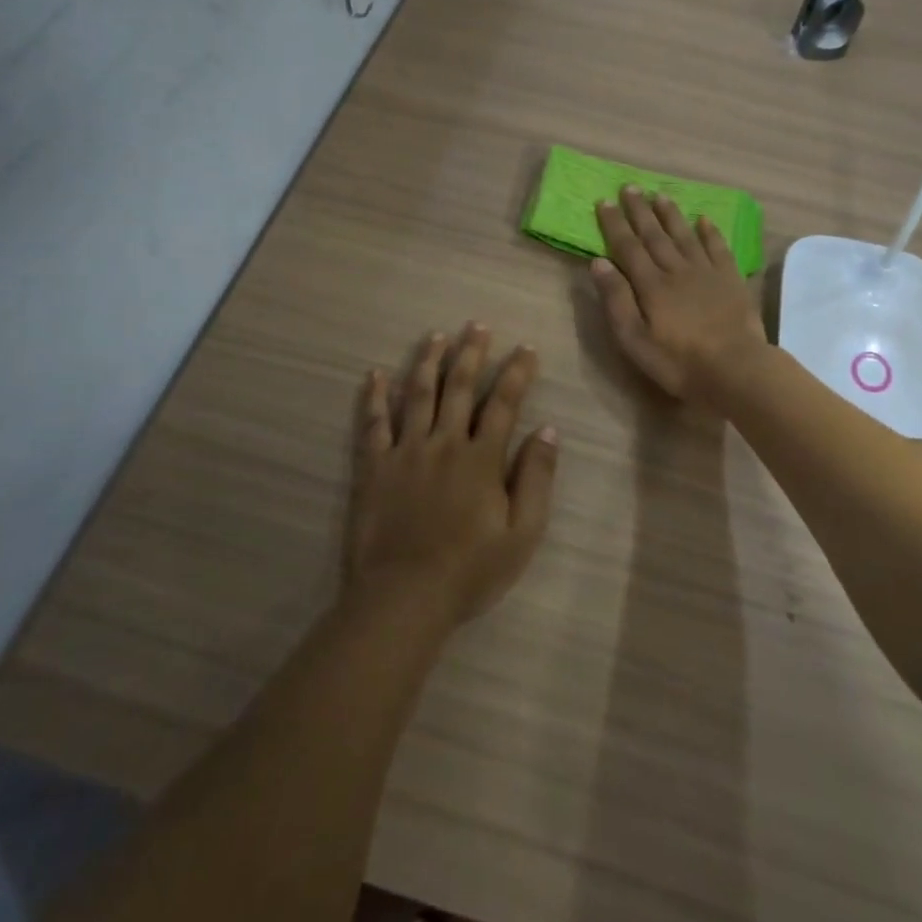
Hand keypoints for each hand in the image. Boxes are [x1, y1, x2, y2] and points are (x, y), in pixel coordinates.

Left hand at [347, 324, 559, 625]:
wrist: (405, 596)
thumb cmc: (470, 570)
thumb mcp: (522, 533)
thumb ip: (536, 479)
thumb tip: (547, 431)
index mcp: (481, 459)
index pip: (503, 404)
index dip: (516, 373)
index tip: (526, 348)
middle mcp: (444, 443)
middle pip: (459, 388)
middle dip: (471, 353)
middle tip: (477, 325)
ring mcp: (405, 452)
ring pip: (417, 395)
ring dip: (428, 362)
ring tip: (436, 336)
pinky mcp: (374, 467)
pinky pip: (373, 424)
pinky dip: (375, 397)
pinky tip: (377, 375)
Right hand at [591, 186, 769, 404]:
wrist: (736, 368)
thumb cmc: (678, 361)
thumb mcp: (634, 339)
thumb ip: (616, 299)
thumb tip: (598, 261)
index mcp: (651, 285)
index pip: (627, 247)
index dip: (614, 224)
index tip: (604, 201)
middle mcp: (677, 270)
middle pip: (654, 235)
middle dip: (639, 210)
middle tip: (630, 187)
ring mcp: (707, 273)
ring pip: (685, 235)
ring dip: (671, 215)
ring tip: (660, 195)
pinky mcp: (731, 280)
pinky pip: (718, 248)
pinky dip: (710, 232)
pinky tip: (704, 219)